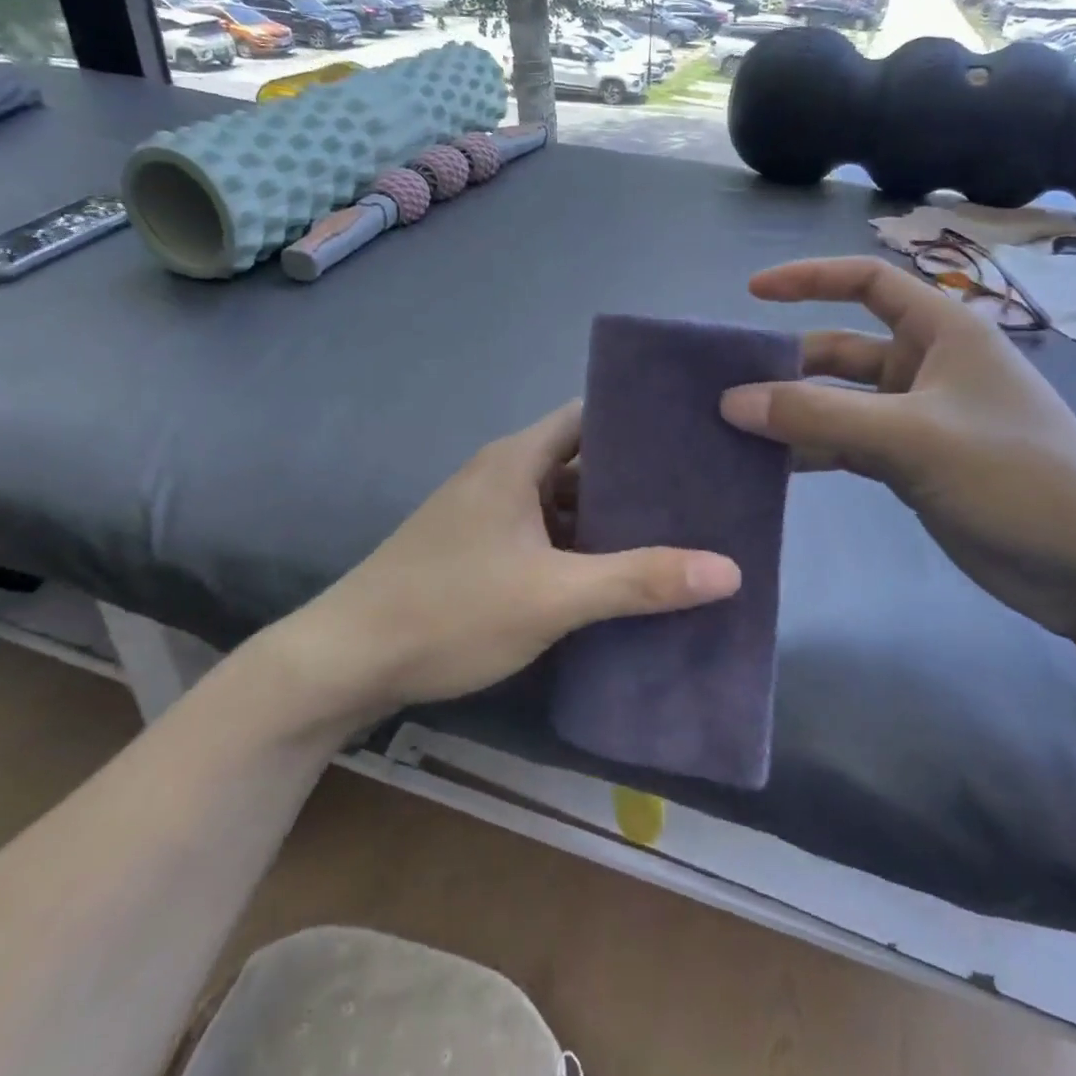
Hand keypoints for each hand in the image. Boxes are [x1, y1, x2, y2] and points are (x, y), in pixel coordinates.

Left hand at [273, 402, 740, 717]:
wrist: (346, 659)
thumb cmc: (451, 609)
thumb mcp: (553, 596)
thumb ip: (639, 580)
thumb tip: (729, 569)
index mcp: (518, 459)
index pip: (590, 416)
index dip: (640, 423)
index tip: (692, 440)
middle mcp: (501, 474)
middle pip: (581, 461)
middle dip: (634, 480)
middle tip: (698, 497)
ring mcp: (485, 513)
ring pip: (560, 503)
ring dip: (605, 519)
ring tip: (671, 536)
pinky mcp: (476, 550)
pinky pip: (540, 534)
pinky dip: (576, 548)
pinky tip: (612, 576)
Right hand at [718, 257, 1075, 637]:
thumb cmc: (1014, 476)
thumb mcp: (911, 437)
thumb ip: (817, 418)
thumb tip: (732, 401)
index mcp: (941, 332)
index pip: (867, 281)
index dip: (809, 279)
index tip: (751, 292)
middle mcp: (926, 366)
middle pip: (841, 349)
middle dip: (787, 364)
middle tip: (726, 387)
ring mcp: (919, 419)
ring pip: (839, 403)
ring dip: (794, 414)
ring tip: (733, 430)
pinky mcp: (913, 464)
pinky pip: (847, 445)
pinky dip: (812, 451)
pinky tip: (771, 468)